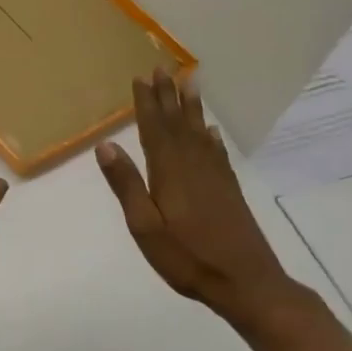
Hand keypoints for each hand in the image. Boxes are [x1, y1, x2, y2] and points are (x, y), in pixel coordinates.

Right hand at [96, 69, 308, 327]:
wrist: (246, 282)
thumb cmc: (187, 258)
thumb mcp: (145, 227)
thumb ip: (126, 185)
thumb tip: (105, 145)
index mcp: (169, 173)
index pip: (154, 130)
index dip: (147, 103)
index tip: (141, 78)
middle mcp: (193, 167)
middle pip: (177, 124)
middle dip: (169, 96)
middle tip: (162, 68)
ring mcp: (214, 178)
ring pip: (199, 133)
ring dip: (191, 108)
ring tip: (189, 83)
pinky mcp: (228, 191)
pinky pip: (217, 154)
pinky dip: (211, 138)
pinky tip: (210, 132)